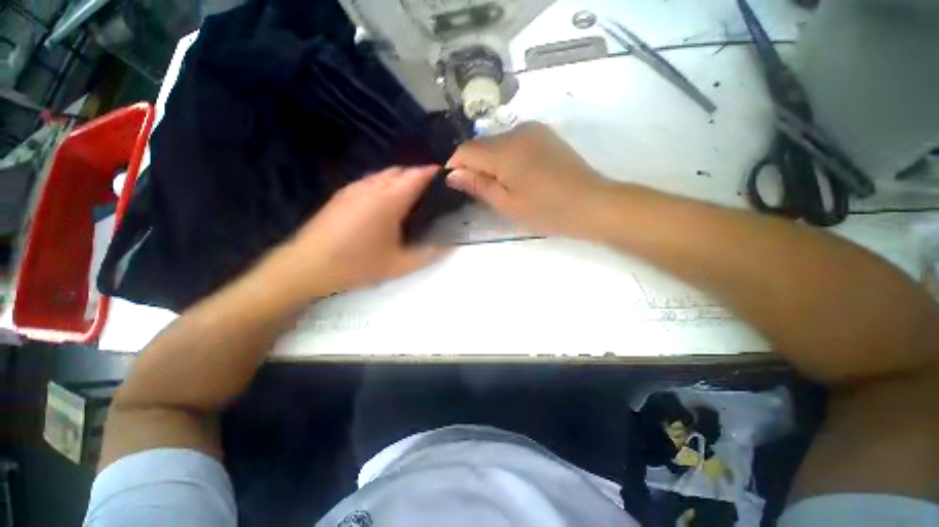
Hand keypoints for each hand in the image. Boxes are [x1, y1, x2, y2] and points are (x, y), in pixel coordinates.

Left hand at [261, 166, 447, 299]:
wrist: (307, 266)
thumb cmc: (357, 264)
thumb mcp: (399, 265)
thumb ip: (428, 255)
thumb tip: (450, 247)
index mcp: (390, 199)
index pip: (417, 176)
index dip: (433, 173)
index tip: (446, 177)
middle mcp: (372, 187)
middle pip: (400, 171)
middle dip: (418, 175)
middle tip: (431, 192)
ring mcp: (354, 188)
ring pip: (384, 175)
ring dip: (400, 179)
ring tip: (412, 196)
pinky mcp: (342, 195)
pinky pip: (370, 181)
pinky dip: (385, 185)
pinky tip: (386, 203)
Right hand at [446, 122, 607, 236]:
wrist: (591, 203)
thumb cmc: (546, 210)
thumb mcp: (507, 204)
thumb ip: (478, 185)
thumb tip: (452, 174)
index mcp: (504, 150)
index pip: (466, 150)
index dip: (455, 166)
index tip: (457, 186)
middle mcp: (516, 131)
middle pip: (482, 145)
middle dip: (474, 165)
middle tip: (481, 192)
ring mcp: (534, 130)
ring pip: (498, 143)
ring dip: (491, 162)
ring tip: (501, 186)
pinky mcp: (545, 135)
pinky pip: (514, 142)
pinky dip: (507, 157)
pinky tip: (517, 175)